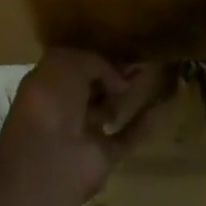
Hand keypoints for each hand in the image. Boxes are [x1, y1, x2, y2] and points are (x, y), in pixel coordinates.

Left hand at [0, 48, 165, 201]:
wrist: (47, 160)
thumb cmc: (50, 102)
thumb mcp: (67, 61)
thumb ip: (96, 62)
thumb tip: (118, 81)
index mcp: (45, 84)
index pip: (73, 65)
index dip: (95, 55)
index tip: (119, 45)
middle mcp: (61, 108)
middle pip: (91, 86)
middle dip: (112, 73)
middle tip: (137, 59)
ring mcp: (82, 134)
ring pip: (107, 109)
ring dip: (125, 95)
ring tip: (150, 74)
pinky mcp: (102, 157)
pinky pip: (126, 136)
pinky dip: (142, 124)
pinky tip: (160, 107)